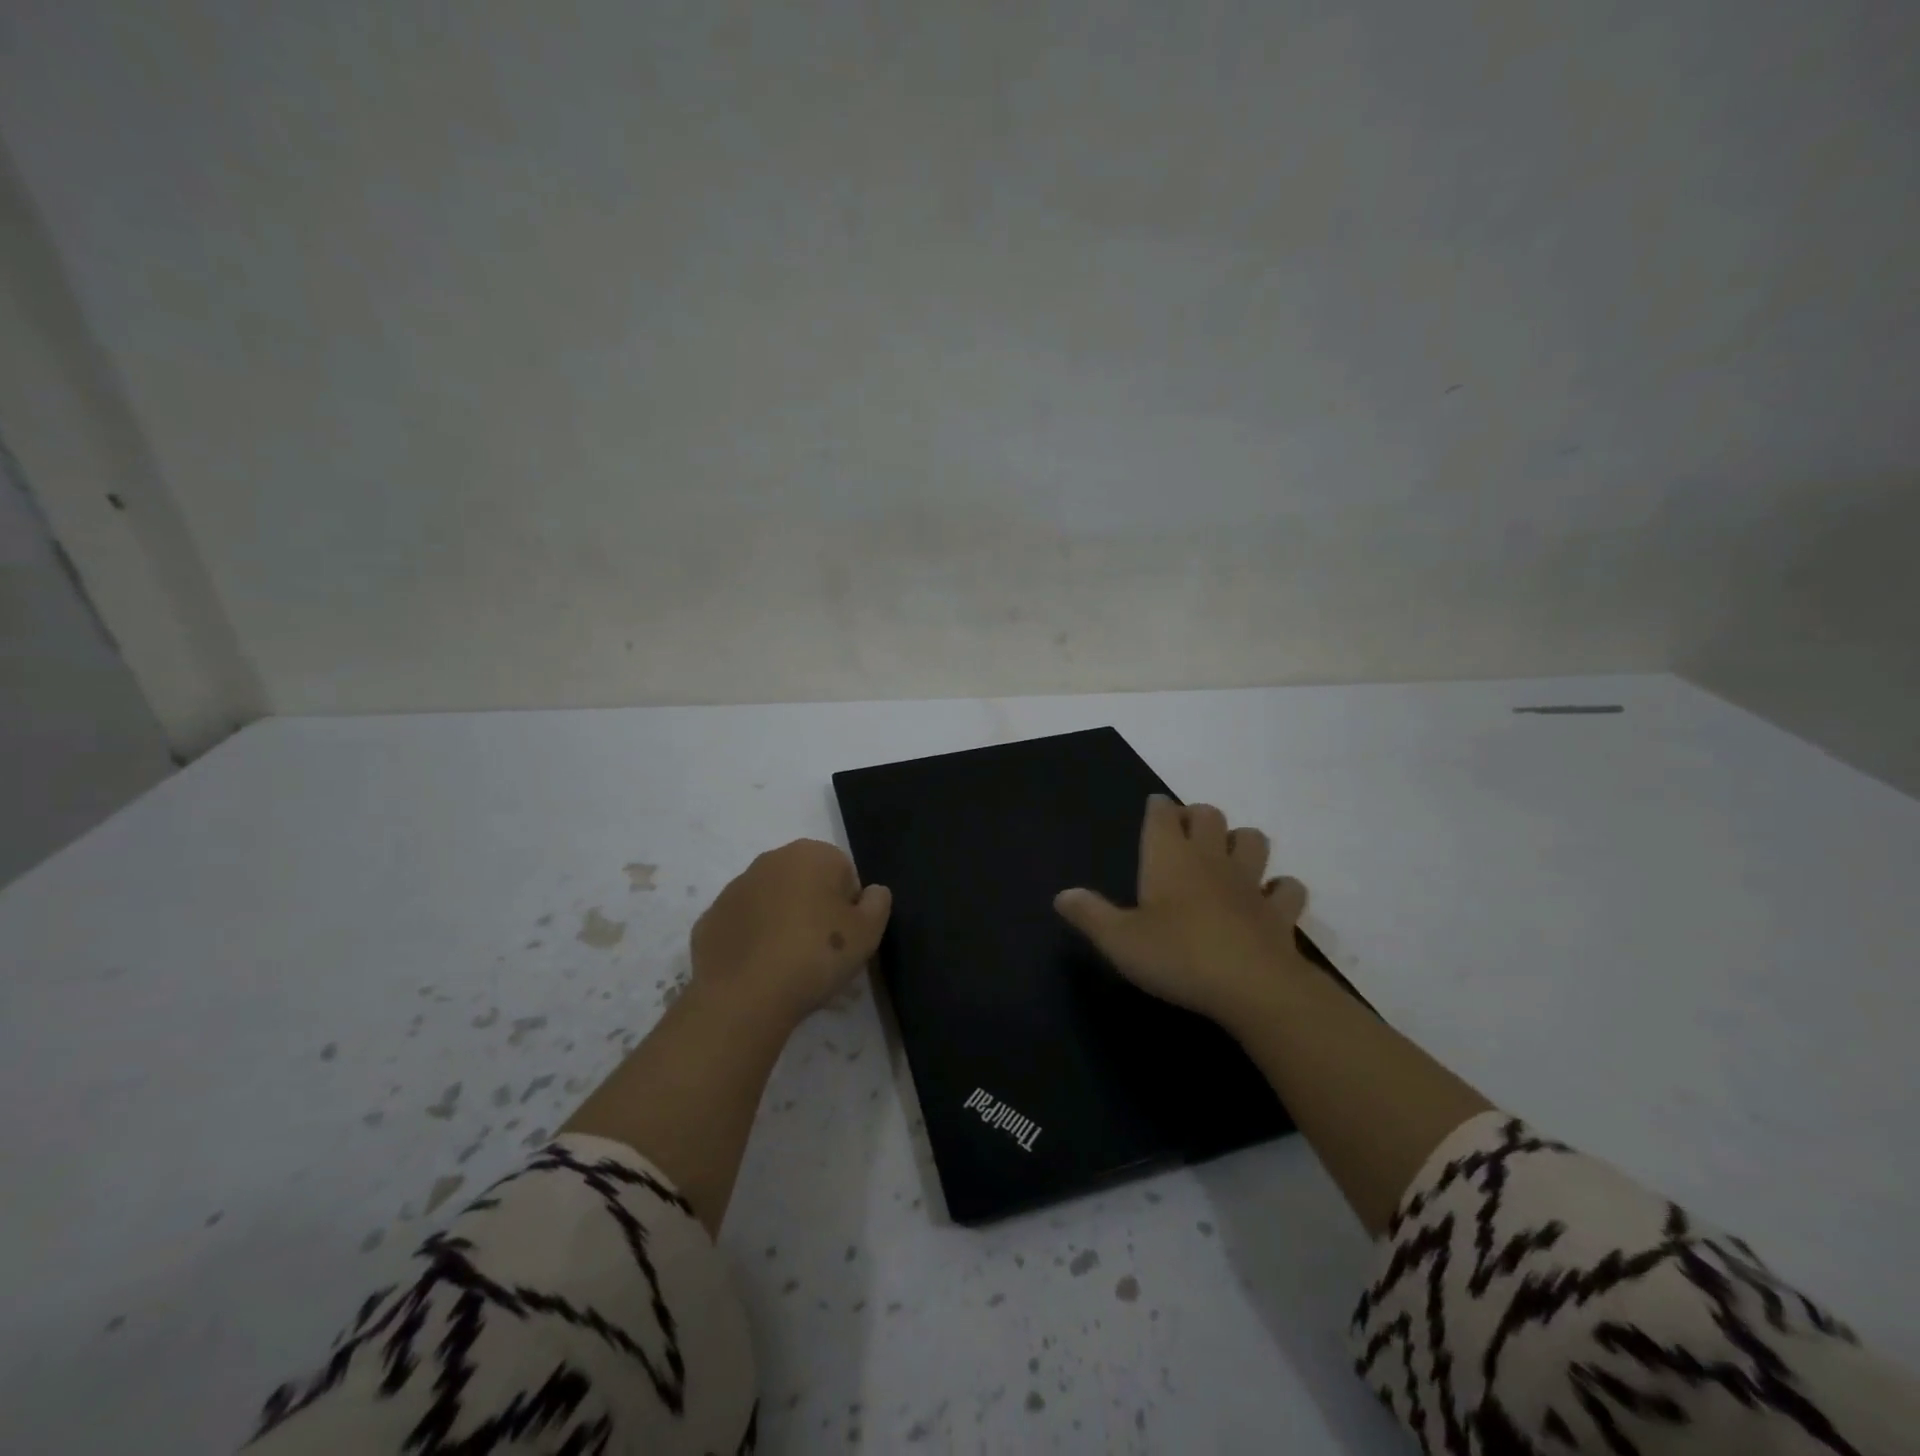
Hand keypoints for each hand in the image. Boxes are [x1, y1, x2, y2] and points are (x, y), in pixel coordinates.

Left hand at [691, 839, 891, 1026]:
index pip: (844, 874)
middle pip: (806, 884)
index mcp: (811, 854)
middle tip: (822, 954)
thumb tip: (872, 892)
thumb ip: (878, 903)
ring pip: (773, 903)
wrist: (744, 996)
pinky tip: (761, 971)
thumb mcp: (868, 932)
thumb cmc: (816, 955)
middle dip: (815, 911)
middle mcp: (771, 860)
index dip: (850, 908)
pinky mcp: (709, 919)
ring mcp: (735, 889)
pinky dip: (754, 942)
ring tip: (790, 967)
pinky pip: (744, 927)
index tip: (847, 939)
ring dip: (784, 924)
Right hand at [1054, 796, 1308, 1025]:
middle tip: (1186, 832)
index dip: (1158, 807)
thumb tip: (1062, 895)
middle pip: (1210, 815)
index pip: (1163, 814)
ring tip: (1228, 857)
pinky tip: (1270, 898)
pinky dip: (1281, 889)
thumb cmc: (1176, 956)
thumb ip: (1090, 914)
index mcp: (1169, 858)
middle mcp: (1211, 859)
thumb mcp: (1119, 940)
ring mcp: (1251, 884)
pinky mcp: (1280, 912)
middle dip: (1198, 816)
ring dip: (1242, 841)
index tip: (1155, 808)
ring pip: (1254, 840)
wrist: (1252, 987)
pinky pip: (1288, 888)